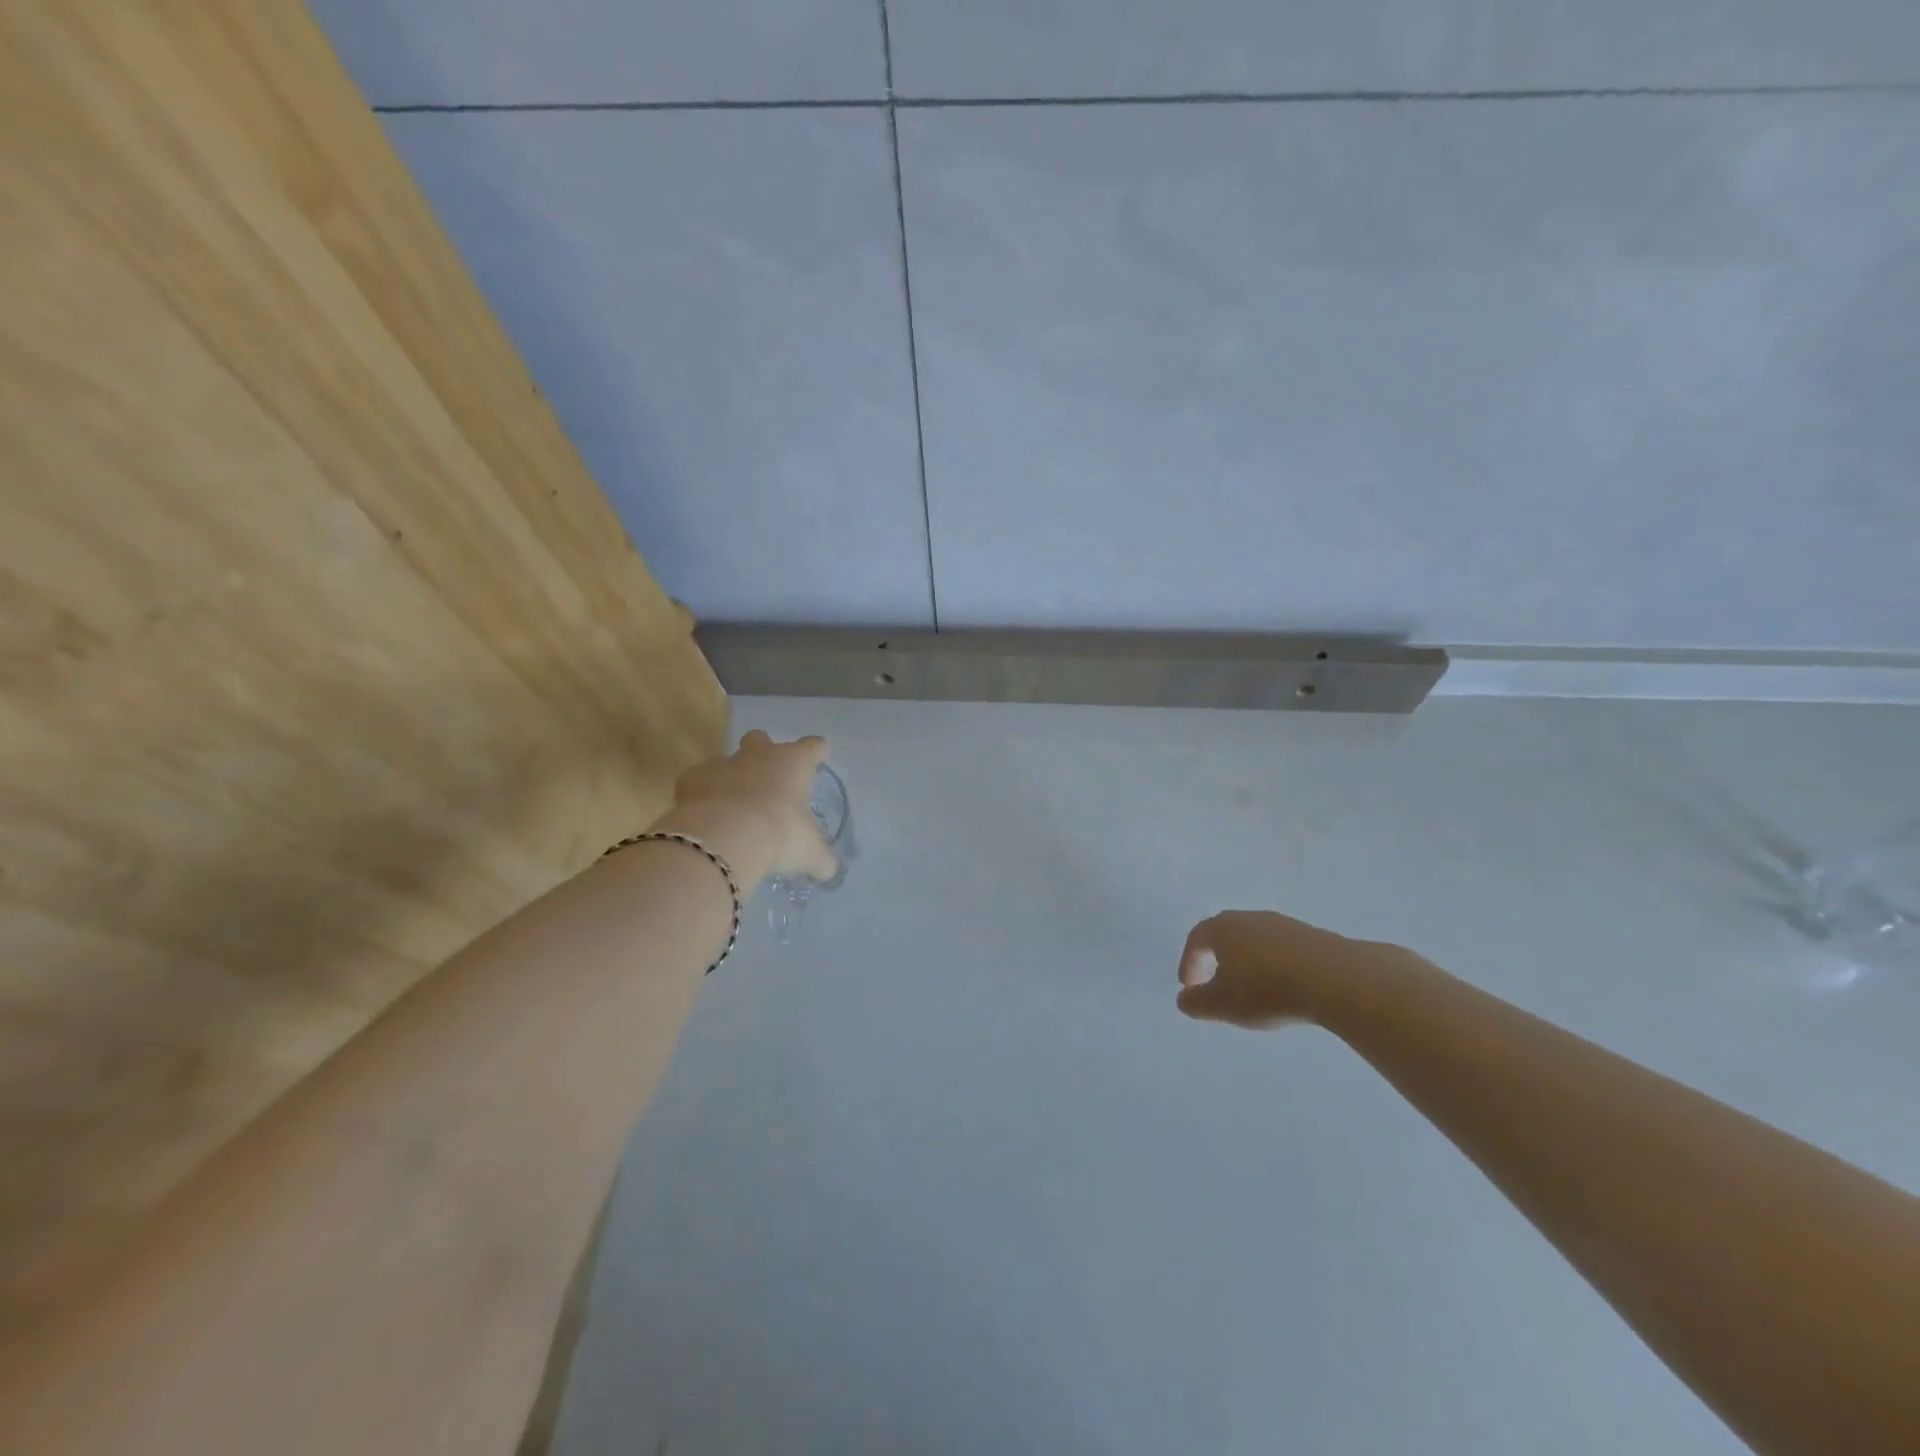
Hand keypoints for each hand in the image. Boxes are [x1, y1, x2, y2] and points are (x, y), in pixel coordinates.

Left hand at [668, 731, 837, 883]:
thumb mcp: (810, 853)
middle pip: (762, 739)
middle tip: (768, 780)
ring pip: (726, 758)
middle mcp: (759, 755)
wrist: (724, 837)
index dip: (816, 752)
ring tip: (733, 803)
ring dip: (731, 775)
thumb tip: (829, 871)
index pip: (812, 746)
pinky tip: (705, 814)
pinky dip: (701, 794)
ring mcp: (722, 764)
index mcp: (793, 763)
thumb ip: (822, 860)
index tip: (818, 758)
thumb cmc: (780, 835)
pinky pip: (697, 781)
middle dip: (764, 752)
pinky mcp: (691, 779)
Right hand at [1176, 910, 1404, 1028]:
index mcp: (1222, 928)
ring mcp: (1283, 924)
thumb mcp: (1222, 1004)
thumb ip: (1196, 1003)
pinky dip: (1275, 966)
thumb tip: (1184, 999)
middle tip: (1217, 982)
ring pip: (1256, 940)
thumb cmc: (1266, 989)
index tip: (1189, 987)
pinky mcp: (1313, 936)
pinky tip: (1285, 988)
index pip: (1196, 939)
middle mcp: (1250, 918)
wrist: (1334, 979)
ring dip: (1249, 962)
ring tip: (1254, 990)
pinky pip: (1283, 950)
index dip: (1189, 962)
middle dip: (1217, 957)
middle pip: (1226, 933)